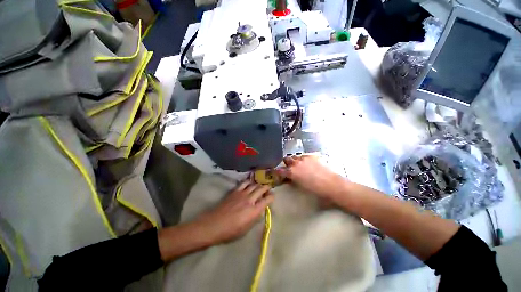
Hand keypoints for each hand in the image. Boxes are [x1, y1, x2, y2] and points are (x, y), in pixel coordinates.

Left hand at [194, 181, 273, 243]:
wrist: (214, 224)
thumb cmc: (231, 231)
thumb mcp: (246, 229)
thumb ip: (255, 218)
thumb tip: (260, 210)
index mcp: (254, 210)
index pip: (267, 199)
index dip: (271, 196)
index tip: (272, 196)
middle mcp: (250, 199)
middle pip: (261, 188)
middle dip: (267, 187)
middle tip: (268, 188)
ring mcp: (242, 193)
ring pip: (253, 184)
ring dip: (258, 184)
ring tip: (259, 185)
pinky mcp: (235, 191)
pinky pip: (244, 183)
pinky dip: (249, 181)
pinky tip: (250, 182)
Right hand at [277, 155, 346, 200]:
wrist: (332, 185)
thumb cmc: (316, 191)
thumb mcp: (301, 187)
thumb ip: (293, 180)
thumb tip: (290, 179)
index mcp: (292, 172)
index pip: (279, 170)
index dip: (277, 172)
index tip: (277, 173)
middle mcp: (296, 163)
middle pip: (286, 159)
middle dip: (286, 163)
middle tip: (290, 168)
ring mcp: (305, 158)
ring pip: (295, 156)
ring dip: (295, 160)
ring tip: (300, 165)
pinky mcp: (313, 156)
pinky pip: (305, 156)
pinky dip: (304, 159)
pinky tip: (309, 164)